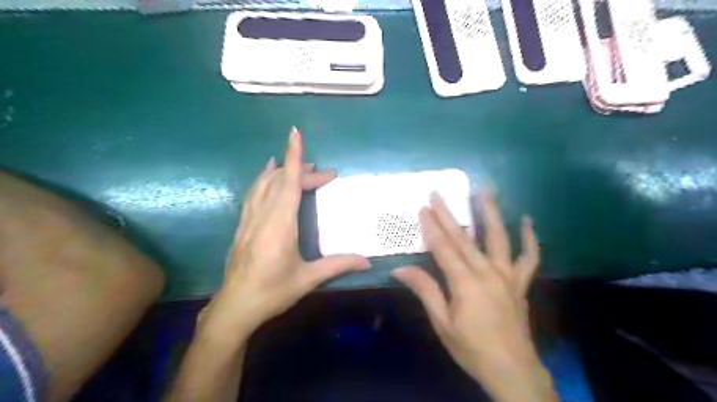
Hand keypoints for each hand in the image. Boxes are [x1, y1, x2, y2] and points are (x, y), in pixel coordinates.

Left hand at [201, 127, 369, 331]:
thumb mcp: (308, 279)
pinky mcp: (242, 226)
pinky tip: (266, 177)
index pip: (288, 182)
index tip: (295, 133)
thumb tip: (368, 261)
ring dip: (280, 171)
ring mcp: (249, 220)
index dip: (293, 157)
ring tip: (294, 163)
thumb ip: (338, 265)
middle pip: (280, 181)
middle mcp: (263, 216)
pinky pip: (253, 194)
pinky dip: (262, 180)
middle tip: (325, 174)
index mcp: (280, 224)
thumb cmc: (272, 291)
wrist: (234, 307)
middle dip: (302, 170)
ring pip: (263, 185)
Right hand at [391, 192, 552, 401]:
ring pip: (499, 238)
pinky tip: (527, 220)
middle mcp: (488, 272)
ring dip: (490, 213)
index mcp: (465, 283)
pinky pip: (529, 257)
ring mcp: (508, 276)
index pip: (444, 248)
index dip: (432, 227)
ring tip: (485, 191)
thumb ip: (425, 291)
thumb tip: (399, 270)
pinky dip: (529, 238)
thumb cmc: (472, 348)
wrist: (512, 371)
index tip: (423, 208)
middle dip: (448, 214)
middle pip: (464, 238)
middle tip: (438, 194)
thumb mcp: (442, 323)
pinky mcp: (520, 283)